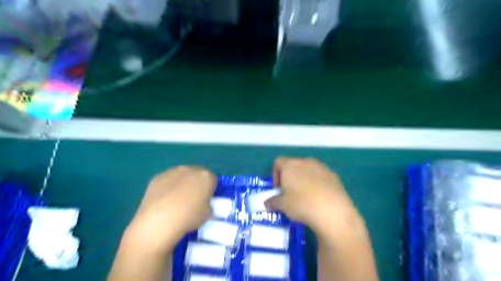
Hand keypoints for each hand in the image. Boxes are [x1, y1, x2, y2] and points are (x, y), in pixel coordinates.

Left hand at [123, 165, 215, 253]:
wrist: (158, 221)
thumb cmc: (188, 217)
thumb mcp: (208, 214)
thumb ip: (208, 204)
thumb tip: (202, 203)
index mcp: (206, 176)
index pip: (213, 180)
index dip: (210, 190)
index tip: (206, 200)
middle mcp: (190, 169)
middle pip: (197, 175)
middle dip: (196, 184)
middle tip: (193, 199)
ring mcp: (172, 171)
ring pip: (182, 176)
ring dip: (182, 184)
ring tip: (176, 201)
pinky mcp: (157, 177)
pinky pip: (167, 181)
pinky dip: (168, 187)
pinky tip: (164, 201)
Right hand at [266, 158, 359, 234]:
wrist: (333, 212)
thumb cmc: (302, 204)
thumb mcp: (282, 205)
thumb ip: (272, 202)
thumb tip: (267, 203)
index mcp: (290, 165)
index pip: (278, 162)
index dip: (275, 175)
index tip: (278, 190)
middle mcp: (306, 162)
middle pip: (293, 165)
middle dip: (290, 178)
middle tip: (290, 194)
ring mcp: (321, 167)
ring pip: (308, 170)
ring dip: (304, 180)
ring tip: (306, 196)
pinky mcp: (334, 175)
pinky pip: (321, 176)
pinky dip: (317, 184)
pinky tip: (319, 198)